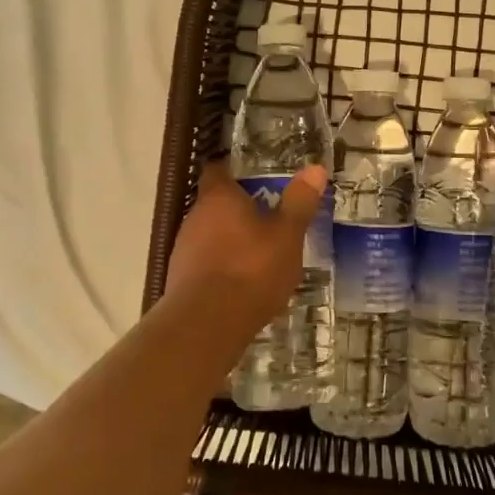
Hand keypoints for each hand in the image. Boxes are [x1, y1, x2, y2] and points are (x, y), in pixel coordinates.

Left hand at [164, 160, 327, 332]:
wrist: (207, 326)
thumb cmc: (251, 269)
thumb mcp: (287, 235)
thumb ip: (299, 202)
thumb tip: (315, 168)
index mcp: (218, 197)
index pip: (217, 170)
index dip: (233, 171)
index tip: (252, 176)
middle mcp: (194, 216)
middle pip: (214, 203)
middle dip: (237, 209)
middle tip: (266, 216)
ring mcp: (183, 250)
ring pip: (208, 234)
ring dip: (229, 239)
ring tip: (258, 252)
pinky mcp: (180, 281)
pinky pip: (204, 263)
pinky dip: (221, 266)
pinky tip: (241, 283)